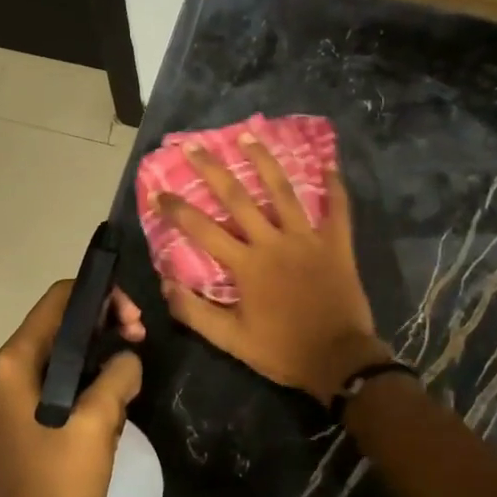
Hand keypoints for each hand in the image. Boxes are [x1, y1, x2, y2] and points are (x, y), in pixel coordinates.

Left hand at [0, 281, 144, 496]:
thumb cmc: (58, 480)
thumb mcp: (97, 422)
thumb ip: (117, 375)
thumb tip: (128, 357)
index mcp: (16, 360)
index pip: (59, 299)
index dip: (100, 296)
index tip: (134, 318)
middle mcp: (7, 366)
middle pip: (62, 321)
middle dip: (105, 324)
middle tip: (140, 340)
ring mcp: (13, 389)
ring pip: (64, 349)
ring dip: (101, 352)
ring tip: (131, 374)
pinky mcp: (24, 409)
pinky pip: (60, 375)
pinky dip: (88, 376)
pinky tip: (114, 398)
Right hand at [157, 133, 387, 402]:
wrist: (339, 360)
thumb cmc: (282, 351)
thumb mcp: (231, 340)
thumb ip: (195, 313)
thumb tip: (166, 285)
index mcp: (247, 265)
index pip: (203, 230)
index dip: (178, 209)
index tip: (158, 192)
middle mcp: (274, 242)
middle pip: (239, 198)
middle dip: (213, 170)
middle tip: (195, 146)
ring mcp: (307, 239)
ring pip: (283, 191)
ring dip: (264, 162)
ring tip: (249, 136)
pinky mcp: (336, 245)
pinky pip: (338, 210)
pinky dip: (335, 187)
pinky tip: (330, 164)